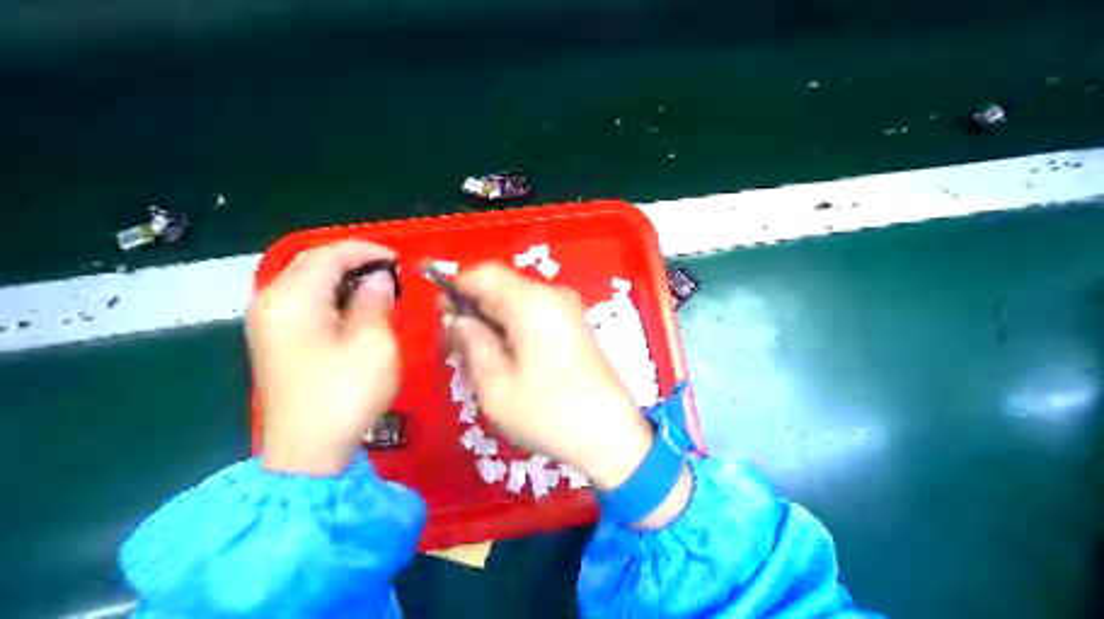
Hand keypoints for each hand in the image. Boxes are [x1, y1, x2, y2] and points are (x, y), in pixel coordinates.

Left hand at [248, 240, 400, 475]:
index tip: (398, 261)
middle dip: (352, 263)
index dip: (365, 251)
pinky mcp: (275, 344)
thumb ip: (375, 301)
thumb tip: (378, 278)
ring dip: (342, 281)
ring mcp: (268, 325)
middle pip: (311, 265)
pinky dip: (331, 300)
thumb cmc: (345, 393)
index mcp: (292, 297)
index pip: (328, 255)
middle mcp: (271, 303)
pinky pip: (304, 306)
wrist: (308, 454)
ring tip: (378, 291)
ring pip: (307, 285)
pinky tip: (355, 313)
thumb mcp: (372, 342)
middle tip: (390, 274)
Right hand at [448, 263, 652, 490]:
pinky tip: (507, 364)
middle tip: (456, 351)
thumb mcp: (494, 384)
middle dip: (473, 312)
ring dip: (492, 325)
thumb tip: (457, 318)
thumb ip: (470, 342)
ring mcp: (568, 310)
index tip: (441, 321)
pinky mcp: (576, 327)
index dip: (455, 288)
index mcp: (530, 302)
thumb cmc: (547, 413)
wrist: (611, 435)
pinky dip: (514, 331)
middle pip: (500, 287)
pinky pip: (535, 316)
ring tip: (480, 364)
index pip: (483, 274)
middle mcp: (552, 296)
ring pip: (516, 303)